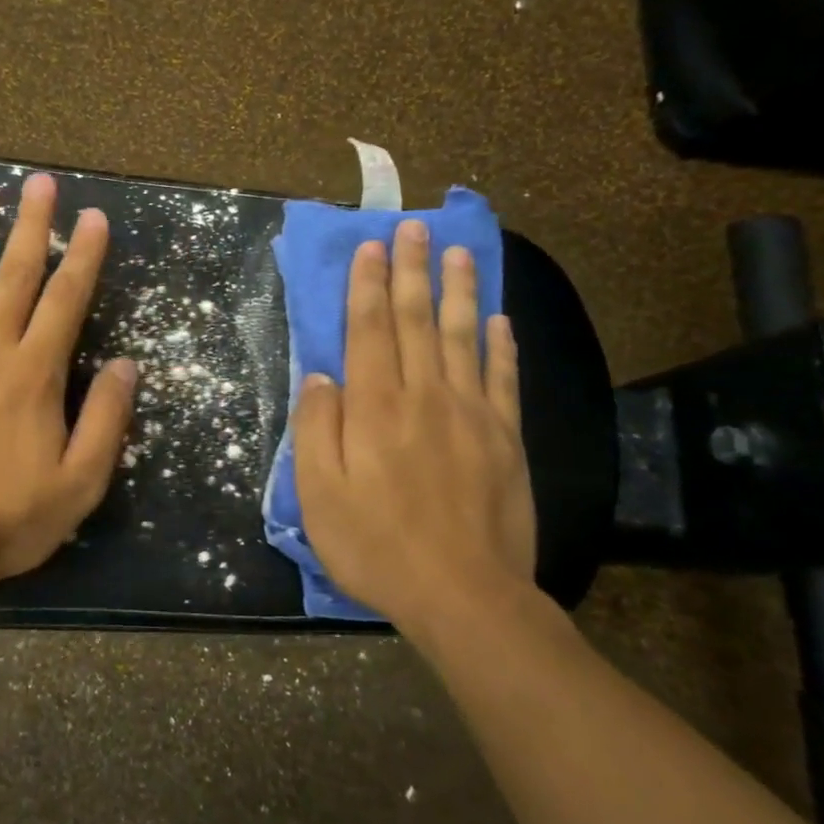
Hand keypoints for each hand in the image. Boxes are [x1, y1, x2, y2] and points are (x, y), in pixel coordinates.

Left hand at [0, 174, 137, 591]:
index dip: (83, 256)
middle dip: (31, 226)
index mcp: (35, 374)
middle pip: (15, 275)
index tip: (93, 217)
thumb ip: (106, 420)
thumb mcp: (80, 483)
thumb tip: (128, 365)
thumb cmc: (8, 518)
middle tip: (39, 182)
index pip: (67, 300)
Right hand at [292, 219, 536, 644]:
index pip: (369, 331)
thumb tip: (319, 378)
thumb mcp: (319, 495)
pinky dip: (502, 345)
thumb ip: (317, 430)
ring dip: (458, 292)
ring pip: (464, 337)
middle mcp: (425, 396)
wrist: (464, 596)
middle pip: (417, 321)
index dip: (367, 286)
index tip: (370, 247)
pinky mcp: (506, 439)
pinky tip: (500, 320)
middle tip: (413, 228)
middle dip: (410, 271)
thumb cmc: (377, 546)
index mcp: (376, 408)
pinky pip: (503, 379)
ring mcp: (472, 415)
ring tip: (458, 253)